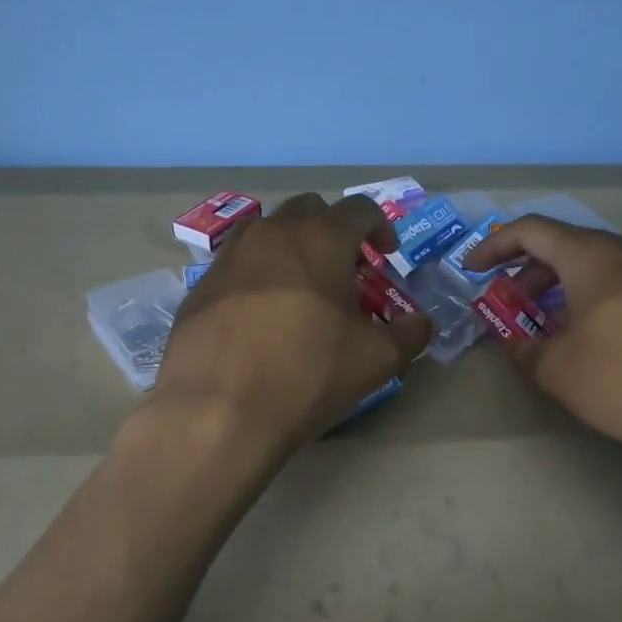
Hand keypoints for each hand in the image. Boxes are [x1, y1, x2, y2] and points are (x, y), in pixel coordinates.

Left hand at [154, 193, 431, 455]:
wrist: (218, 412)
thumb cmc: (307, 375)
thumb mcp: (377, 359)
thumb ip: (409, 333)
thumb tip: (422, 322)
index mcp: (320, 239)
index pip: (360, 209)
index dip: (381, 227)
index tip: (387, 255)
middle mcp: (271, 233)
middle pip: (309, 209)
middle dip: (333, 230)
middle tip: (345, 270)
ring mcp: (229, 256)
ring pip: (266, 230)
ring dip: (291, 246)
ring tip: (300, 287)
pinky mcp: (199, 286)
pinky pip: (236, 264)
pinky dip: (256, 274)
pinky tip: (260, 316)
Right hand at [466, 216, 621, 470]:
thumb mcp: (558, 371)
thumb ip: (523, 349)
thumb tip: (515, 342)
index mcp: (593, 255)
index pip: (532, 230)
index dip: (494, 248)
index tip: (471, 272)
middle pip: (566, 245)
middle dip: (528, 273)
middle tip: (508, 306)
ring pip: (598, 264)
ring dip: (562, 288)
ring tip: (546, 327)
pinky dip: (594, 297)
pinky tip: (592, 338)